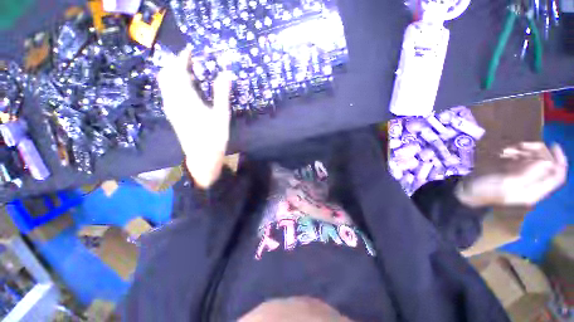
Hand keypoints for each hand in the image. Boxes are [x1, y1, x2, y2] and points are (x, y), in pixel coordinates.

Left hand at [157, 47, 231, 188]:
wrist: (202, 157)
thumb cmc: (214, 137)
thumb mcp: (222, 115)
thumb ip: (222, 93)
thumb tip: (226, 73)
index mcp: (186, 99)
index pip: (178, 71)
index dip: (183, 58)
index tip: (191, 50)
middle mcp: (173, 100)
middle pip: (166, 74)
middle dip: (175, 63)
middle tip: (190, 60)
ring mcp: (170, 108)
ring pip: (165, 83)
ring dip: (174, 73)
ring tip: (189, 71)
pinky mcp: (172, 114)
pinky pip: (168, 92)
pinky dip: (174, 83)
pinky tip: (186, 87)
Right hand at [455, 142, 567, 206]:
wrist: (467, 191)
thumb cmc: (485, 190)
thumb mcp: (507, 184)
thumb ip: (528, 174)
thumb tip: (547, 161)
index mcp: (535, 191)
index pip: (557, 176)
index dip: (559, 160)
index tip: (552, 145)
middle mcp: (532, 183)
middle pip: (545, 163)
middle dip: (535, 151)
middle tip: (520, 145)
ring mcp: (522, 176)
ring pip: (533, 158)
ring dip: (522, 151)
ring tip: (507, 150)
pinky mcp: (511, 171)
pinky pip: (520, 158)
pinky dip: (514, 153)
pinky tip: (503, 152)